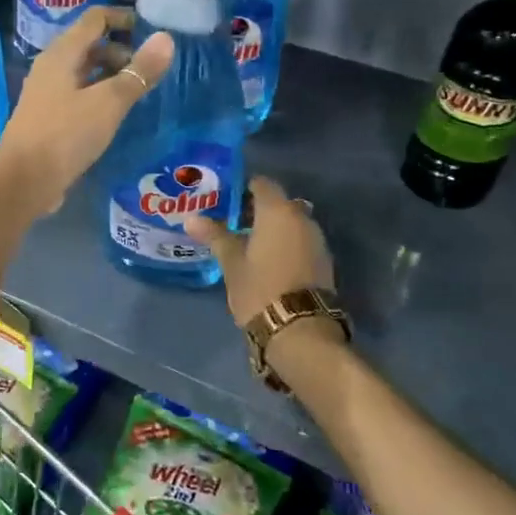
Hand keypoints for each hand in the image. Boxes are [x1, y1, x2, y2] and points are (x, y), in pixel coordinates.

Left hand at [0, 6, 173, 215]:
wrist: (23, 180)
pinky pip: (78, 95)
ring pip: (84, 72)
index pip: (94, 19)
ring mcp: (47, 93)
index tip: (151, 30)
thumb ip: (138, 72)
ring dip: (110, 75)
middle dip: (120, 50)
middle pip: (89, 45)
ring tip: (138, 92)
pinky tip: (115, 114)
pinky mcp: (48, 118)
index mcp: (62, 54)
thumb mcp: (109, 102)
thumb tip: (166, 39)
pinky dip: (99, 95)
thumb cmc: (66, 134)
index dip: (122, 18)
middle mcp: (51, 67)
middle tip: (149, 69)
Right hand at [185, 177, 336, 329]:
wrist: (300, 330)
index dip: (243, 188)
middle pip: (279, 203)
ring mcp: (317, 240)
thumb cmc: (259, 289)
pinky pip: (301, 242)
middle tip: (233, 223)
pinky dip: (286, 244)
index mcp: (278, 211)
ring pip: (292, 223)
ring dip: (274, 229)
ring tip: (249, 244)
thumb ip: (215, 236)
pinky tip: (268, 261)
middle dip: (258, 210)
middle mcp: (302, 218)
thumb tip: (191, 219)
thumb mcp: (232, 263)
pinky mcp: (324, 262)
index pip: (262, 184)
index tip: (226, 200)